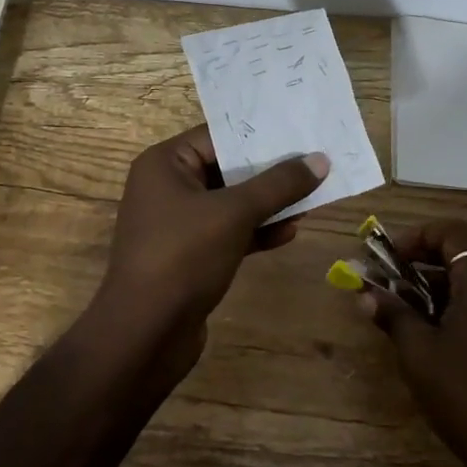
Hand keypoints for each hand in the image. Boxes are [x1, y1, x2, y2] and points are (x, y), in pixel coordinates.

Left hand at [92, 125, 328, 357]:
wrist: (146, 333)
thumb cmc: (184, 256)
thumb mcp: (234, 213)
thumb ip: (278, 185)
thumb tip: (320, 160)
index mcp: (164, 164)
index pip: (217, 136)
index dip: (260, 135)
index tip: (301, 133)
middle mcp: (167, 187)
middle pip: (226, 169)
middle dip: (270, 172)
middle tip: (316, 164)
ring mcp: (177, 224)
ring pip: (231, 204)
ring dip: (268, 204)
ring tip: (312, 199)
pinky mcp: (190, 256)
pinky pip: (228, 232)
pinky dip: (256, 231)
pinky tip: (289, 233)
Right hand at [357, 221, 466, 466]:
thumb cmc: (459, 390)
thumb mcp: (416, 350)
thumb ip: (392, 314)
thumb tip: (365, 294)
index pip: (453, 233)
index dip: (420, 236)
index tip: (392, 257)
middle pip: (457, 256)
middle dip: (418, 262)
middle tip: (386, 281)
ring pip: (464, 284)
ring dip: (429, 287)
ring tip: (397, 309)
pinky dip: (445, 307)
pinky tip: (422, 333)